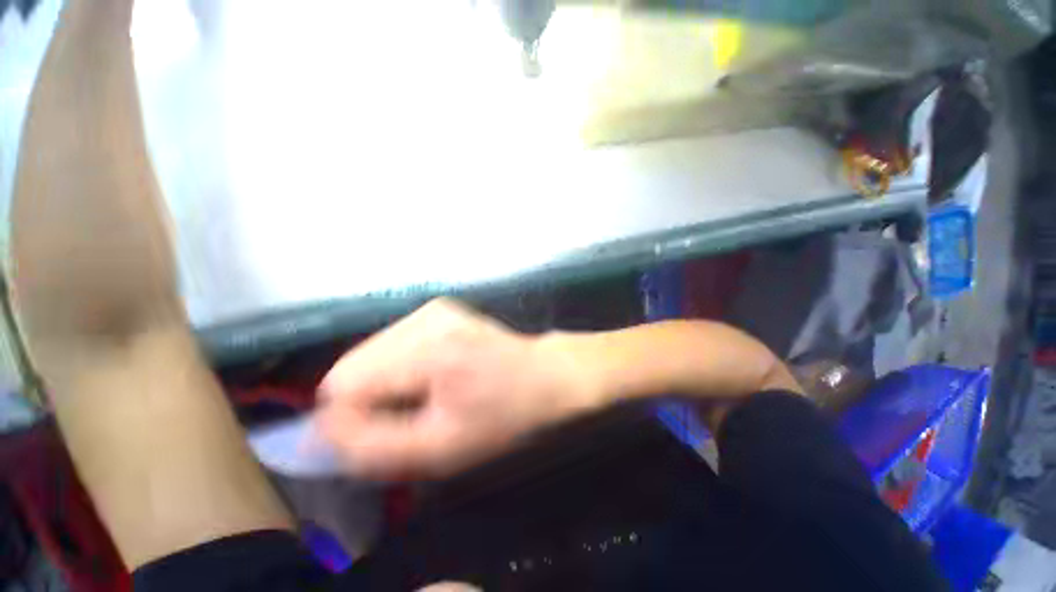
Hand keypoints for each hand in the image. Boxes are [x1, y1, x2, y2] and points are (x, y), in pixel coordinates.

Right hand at [314, 299, 594, 479]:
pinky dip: (400, 365)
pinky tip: (432, 374)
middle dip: (368, 400)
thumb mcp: (442, 449)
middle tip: (408, 417)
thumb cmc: (505, 416)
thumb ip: (372, 446)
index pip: (343, 385)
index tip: (376, 437)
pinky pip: (393, 343)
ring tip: (424, 396)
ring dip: (384, 382)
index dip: (350, 419)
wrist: (545, 375)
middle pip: (353, 366)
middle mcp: (426, 318)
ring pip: (371, 353)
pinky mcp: (438, 308)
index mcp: (431, 351)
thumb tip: (320, 430)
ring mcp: (433, 308)